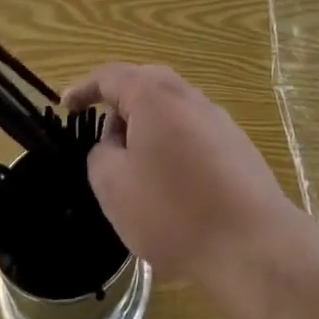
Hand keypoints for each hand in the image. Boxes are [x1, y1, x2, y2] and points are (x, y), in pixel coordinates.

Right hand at [63, 64, 297, 283]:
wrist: (252, 242)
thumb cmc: (173, 210)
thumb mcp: (113, 187)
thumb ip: (100, 155)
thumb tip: (114, 143)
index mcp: (154, 94)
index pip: (110, 76)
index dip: (84, 89)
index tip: (66, 106)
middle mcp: (188, 95)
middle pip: (144, 87)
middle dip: (119, 110)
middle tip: (101, 142)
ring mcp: (217, 118)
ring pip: (170, 112)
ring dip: (147, 132)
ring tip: (135, 174)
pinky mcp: (236, 145)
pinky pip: (191, 134)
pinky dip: (172, 149)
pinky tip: (172, 190)